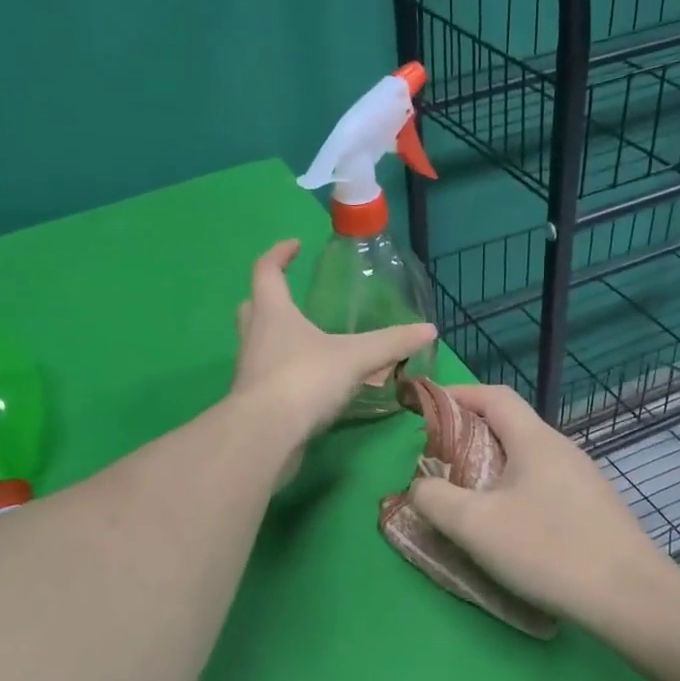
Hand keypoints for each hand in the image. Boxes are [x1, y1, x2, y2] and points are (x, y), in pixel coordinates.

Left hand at [232, 240, 436, 444]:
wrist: (265, 435)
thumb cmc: (304, 380)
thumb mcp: (355, 357)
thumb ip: (391, 343)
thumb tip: (429, 329)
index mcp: (272, 312)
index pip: (267, 270)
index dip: (279, 253)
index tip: (295, 245)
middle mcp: (254, 336)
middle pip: (254, 306)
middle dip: (271, 298)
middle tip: (294, 299)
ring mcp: (250, 370)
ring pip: (258, 343)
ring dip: (278, 338)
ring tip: (310, 342)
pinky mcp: (254, 401)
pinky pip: (268, 376)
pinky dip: (286, 372)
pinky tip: (310, 383)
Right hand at [406, 385, 675, 629]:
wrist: (630, 597)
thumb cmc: (548, 550)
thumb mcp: (475, 525)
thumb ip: (435, 498)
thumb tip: (420, 486)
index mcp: (535, 440)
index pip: (493, 396)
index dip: (457, 394)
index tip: (426, 407)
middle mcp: (562, 449)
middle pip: (510, 426)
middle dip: (468, 436)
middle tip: (438, 462)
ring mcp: (583, 479)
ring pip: (526, 459)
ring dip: (491, 467)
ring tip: (467, 497)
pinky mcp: (593, 508)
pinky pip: (543, 484)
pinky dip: (514, 490)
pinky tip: (508, 526)